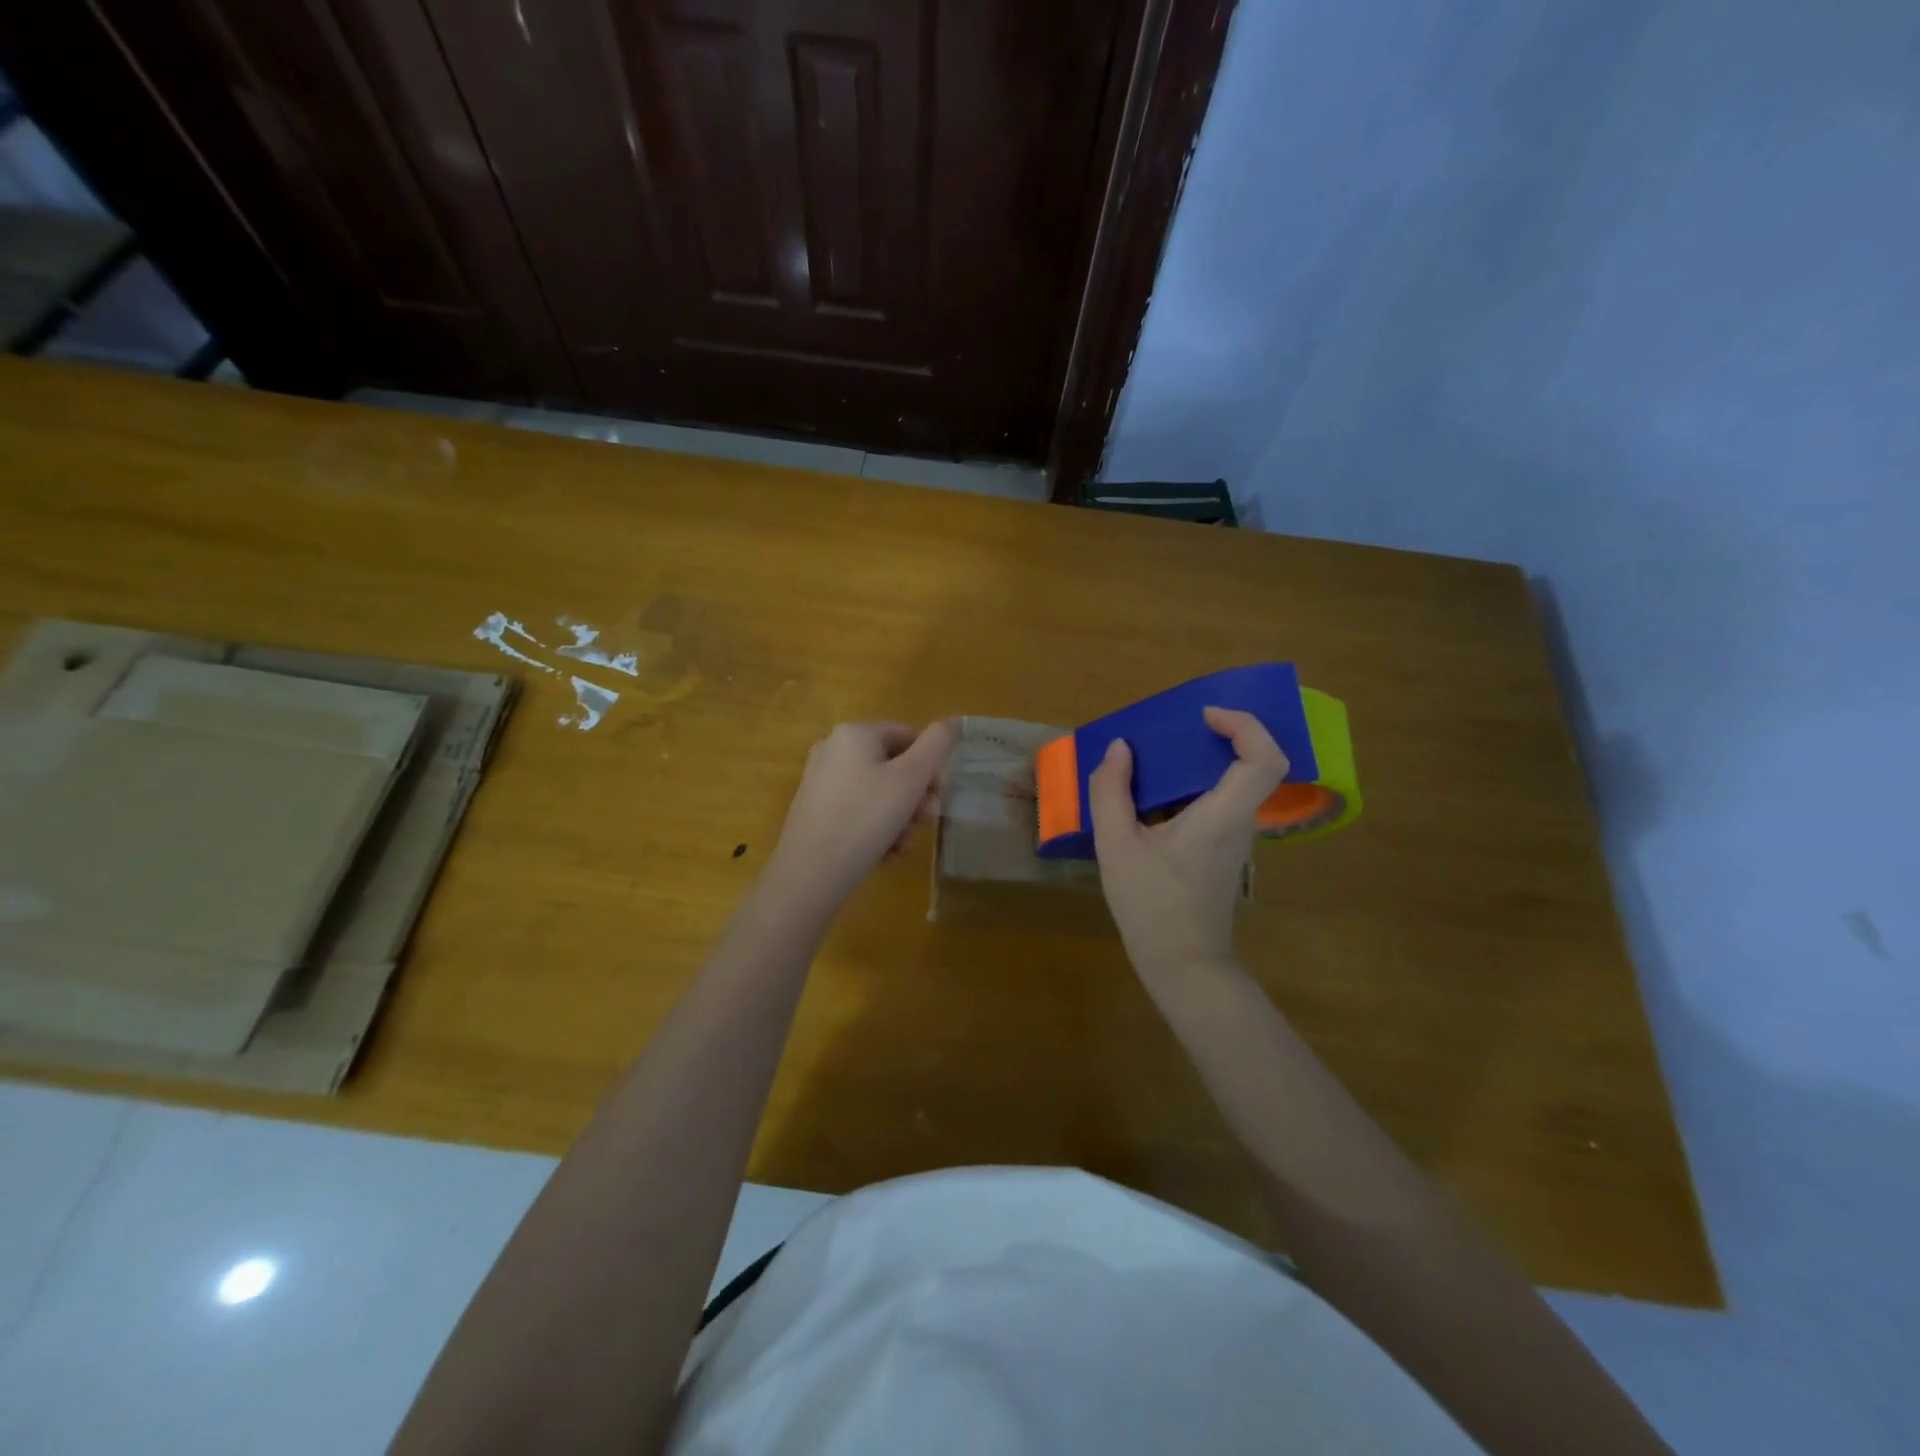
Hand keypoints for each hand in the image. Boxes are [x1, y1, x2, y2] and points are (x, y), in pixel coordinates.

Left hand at [765, 719, 959, 909]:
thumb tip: (953, 720)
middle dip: (916, 798)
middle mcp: (834, 749)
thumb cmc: (865, 818)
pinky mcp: (816, 810)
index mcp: (855, 733)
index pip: (909, 736)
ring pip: (879, 793)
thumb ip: (937, 745)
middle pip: (894, 766)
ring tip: (902, 847)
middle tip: (925, 824)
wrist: (810, 873)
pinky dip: (878, 829)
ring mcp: (822, 780)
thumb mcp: (910, 779)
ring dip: (900, 819)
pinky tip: (886, 855)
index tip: (940, 799)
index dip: (931, 767)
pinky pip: (859, 811)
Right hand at [1089, 707, 1289, 981]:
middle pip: (1254, 764)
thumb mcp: (1116, 846)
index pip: (1264, 758)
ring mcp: (1236, 838)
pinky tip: (1154, 796)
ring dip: (1202, 761)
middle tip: (1176, 729)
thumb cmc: (1151, 905)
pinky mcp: (1224, 851)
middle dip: (1219, 735)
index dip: (1244, 726)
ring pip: (1235, 783)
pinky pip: (1218, 802)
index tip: (1205, 716)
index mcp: (1222, 815)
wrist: (1182, 964)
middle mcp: (1239, 822)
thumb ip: (1111, 792)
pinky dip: (1193, 786)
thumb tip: (1120, 750)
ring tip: (1156, 757)